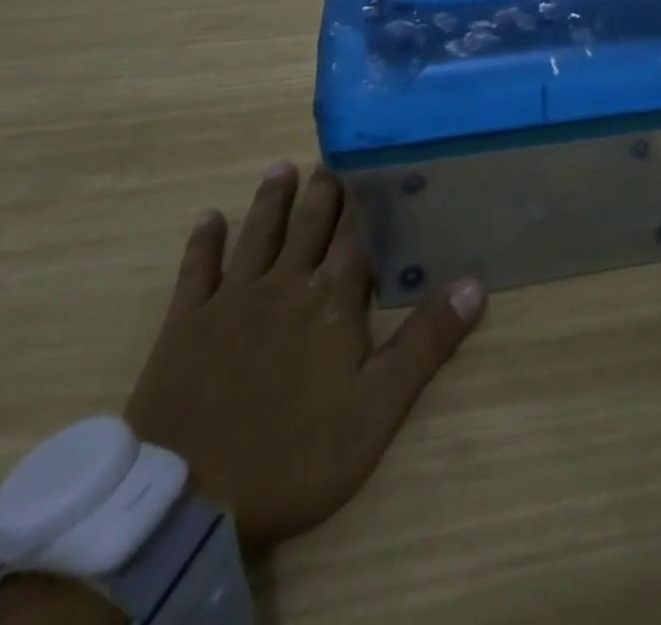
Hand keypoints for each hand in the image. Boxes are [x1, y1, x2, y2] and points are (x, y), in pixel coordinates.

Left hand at [124, 162, 485, 551]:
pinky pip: (197, 271)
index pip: (356, 236)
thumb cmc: (296, 455)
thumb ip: (426, 342)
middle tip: (329, 159)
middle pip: (308, 225)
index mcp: (331, 299)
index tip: (374, 166)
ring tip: (281, 168)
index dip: (366, 201)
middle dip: (322, 191)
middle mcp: (284, 284)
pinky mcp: (185, 326)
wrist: (188, 502)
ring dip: (271, 200)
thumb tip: (474, 285)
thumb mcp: (378, 408)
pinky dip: (204, 242)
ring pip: (258, 235)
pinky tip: (209, 217)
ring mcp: (231, 301)